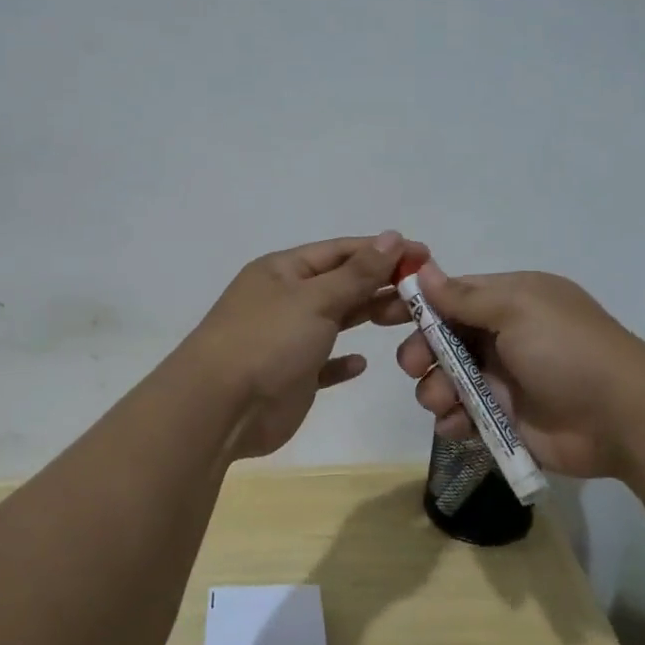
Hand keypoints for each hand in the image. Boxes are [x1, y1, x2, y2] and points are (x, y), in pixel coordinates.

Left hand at [184, 231, 411, 459]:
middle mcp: (285, 300)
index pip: (341, 251)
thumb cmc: (268, 341)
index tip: (425, 256)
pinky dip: (342, 361)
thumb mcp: (315, 299)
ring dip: (368, 316)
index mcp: (283, 271)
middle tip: (425, 294)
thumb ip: (357, 273)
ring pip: (336, 320)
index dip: (382, 251)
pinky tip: (362, 362)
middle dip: (381, 284)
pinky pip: (323, 363)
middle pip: (341, 284)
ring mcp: (287, 339)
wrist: (220, 408)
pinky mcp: (292, 377)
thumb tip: (392, 237)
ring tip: (407, 318)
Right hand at [374, 262, 644, 478]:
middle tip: (416, 366)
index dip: (418, 304)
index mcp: (509, 301)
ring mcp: (502, 379)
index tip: (382, 313)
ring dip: (435, 389)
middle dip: (422, 351)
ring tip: (443, 402)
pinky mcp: (503, 419)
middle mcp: (503, 336)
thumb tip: (423, 269)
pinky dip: (452, 420)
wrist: (622, 419)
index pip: (452, 295)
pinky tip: (456, 425)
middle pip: (442, 339)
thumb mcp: (518, 309)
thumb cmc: (568, 351)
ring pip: (446, 379)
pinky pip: (462, 415)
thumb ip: (466, 296)